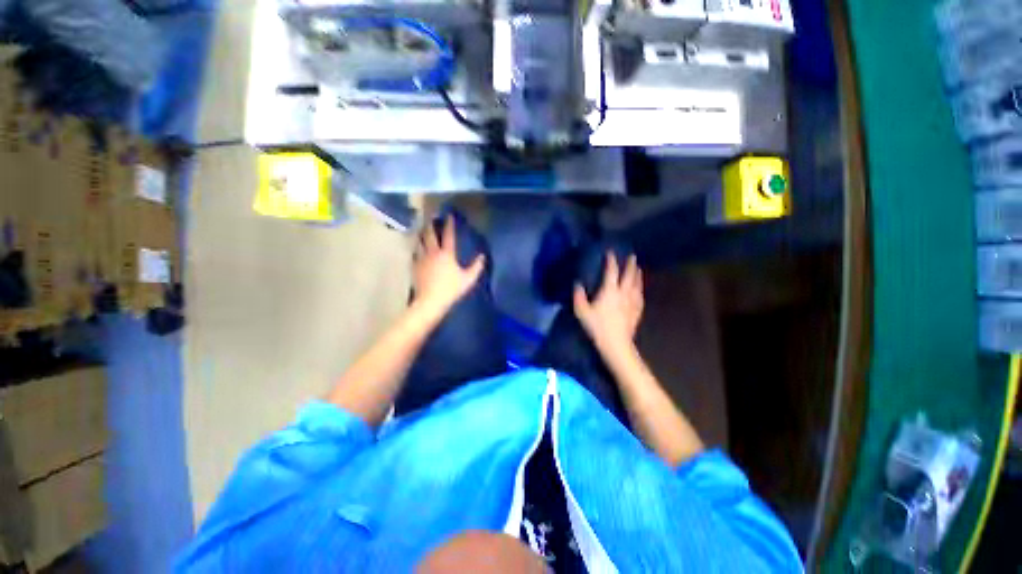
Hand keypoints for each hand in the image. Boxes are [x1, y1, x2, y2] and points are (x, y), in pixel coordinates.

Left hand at [412, 215, 485, 316]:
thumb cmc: (451, 289)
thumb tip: (482, 256)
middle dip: (430, 225)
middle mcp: (432, 253)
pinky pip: (415, 254)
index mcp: (447, 254)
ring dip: (421, 235)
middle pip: (429, 235)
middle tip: (431, 218)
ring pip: (419, 242)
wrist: (430, 301)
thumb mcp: (468, 279)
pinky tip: (417, 249)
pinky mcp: (415, 267)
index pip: (448, 235)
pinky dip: (417, 249)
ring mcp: (421, 259)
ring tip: (422, 230)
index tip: (449, 215)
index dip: (449, 224)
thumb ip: (476, 267)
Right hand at [573, 252, 643, 353]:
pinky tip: (640, 290)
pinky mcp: (637, 312)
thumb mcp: (582, 311)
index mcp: (610, 291)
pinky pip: (640, 297)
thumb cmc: (597, 326)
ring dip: (637, 275)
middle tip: (632, 256)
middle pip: (629, 276)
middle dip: (630, 265)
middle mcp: (623, 293)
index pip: (611, 272)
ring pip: (637, 285)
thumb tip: (577, 284)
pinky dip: (640, 290)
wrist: (616, 343)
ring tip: (638, 269)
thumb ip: (578, 296)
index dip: (611, 261)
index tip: (610, 252)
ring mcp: (632, 303)